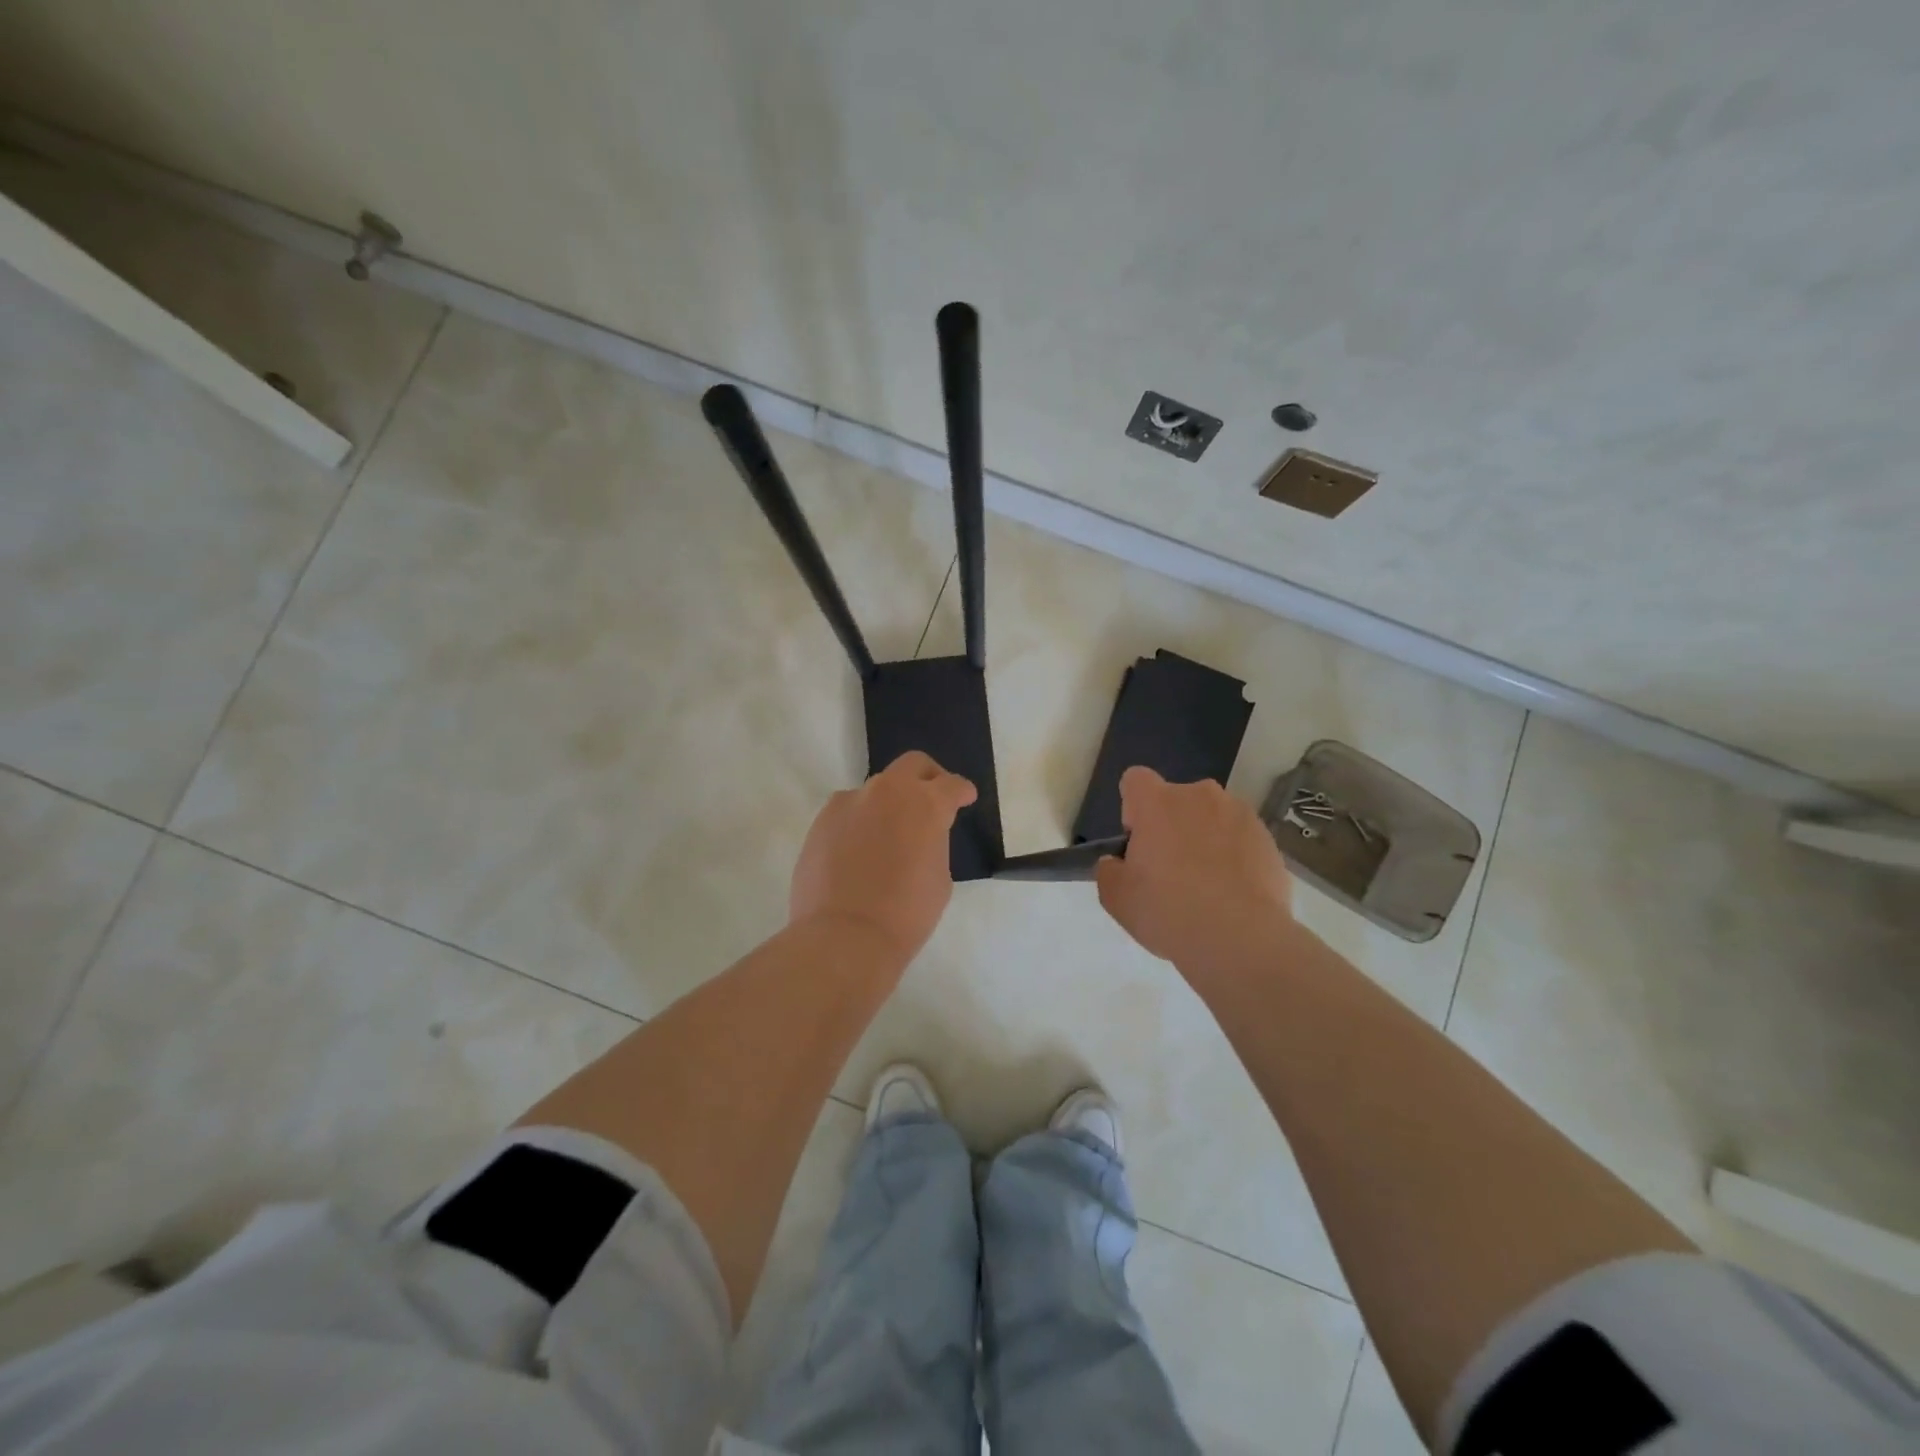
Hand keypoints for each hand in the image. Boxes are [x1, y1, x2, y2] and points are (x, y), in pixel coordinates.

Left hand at [789, 751, 977, 962]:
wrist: (844, 936)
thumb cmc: (905, 914)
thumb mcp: (939, 877)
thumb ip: (933, 843)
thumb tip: (919, 835)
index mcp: (925, 804)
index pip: (951, 785)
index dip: (961, 791)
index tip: (964, 798)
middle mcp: (888, 792)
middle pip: (913, 765)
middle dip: (928, 777)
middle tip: (932, 798)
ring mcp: (850, 802)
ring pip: (876, 790)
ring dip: (888, 804)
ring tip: (888, 835)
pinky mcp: (822, 821)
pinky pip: (848, 812)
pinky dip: (859, 822)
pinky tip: (859, 851)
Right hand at [1095, 766, 1293, 977]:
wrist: (1241, 939)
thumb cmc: (1168, 911)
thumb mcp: (1116, 898)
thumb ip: (1109, 870)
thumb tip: (1118, 862)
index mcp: (1156, 802)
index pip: (1135, 780)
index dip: (1133, 809)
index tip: (1139, 843)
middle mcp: (1199, 795)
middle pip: (1176, 800)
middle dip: (1171, 825)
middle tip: (1170, 871)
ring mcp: (1239, 814)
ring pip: (1211, 818)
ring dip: (1205, 838)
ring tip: (1208, 885)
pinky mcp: (1268, 838)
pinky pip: (1240, 839)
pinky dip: (1234, 856)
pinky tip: (1233, 893)